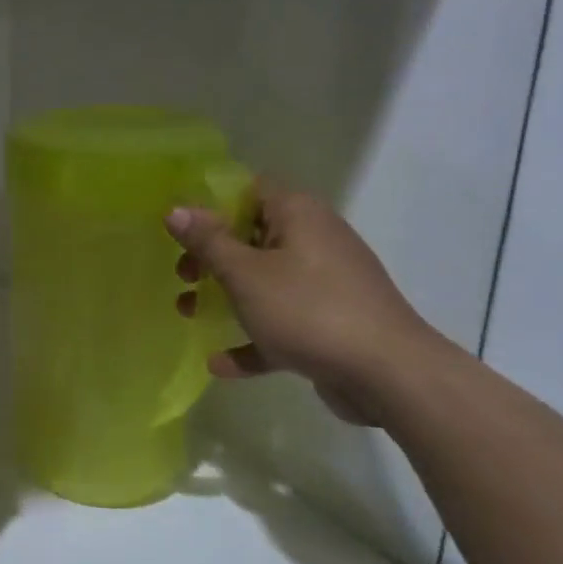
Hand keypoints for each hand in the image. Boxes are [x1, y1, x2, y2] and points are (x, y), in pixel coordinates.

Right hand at [167, 186, 434, 425]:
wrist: (387, 373)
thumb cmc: (307, 309)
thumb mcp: (245, 273)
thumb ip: (208, 241)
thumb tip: (175, 209)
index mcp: (298, 215)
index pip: (249, 190)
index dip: (212, 204)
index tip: (180, 228)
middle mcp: (313, 241)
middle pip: (252, 238)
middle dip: (211, 257)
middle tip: (184, 276)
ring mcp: (324, 285)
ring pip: (264, 283)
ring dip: (225, 297)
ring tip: (188, 313)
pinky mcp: (329, 324)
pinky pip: (281, 324)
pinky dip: (253, 338)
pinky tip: (219, 364)